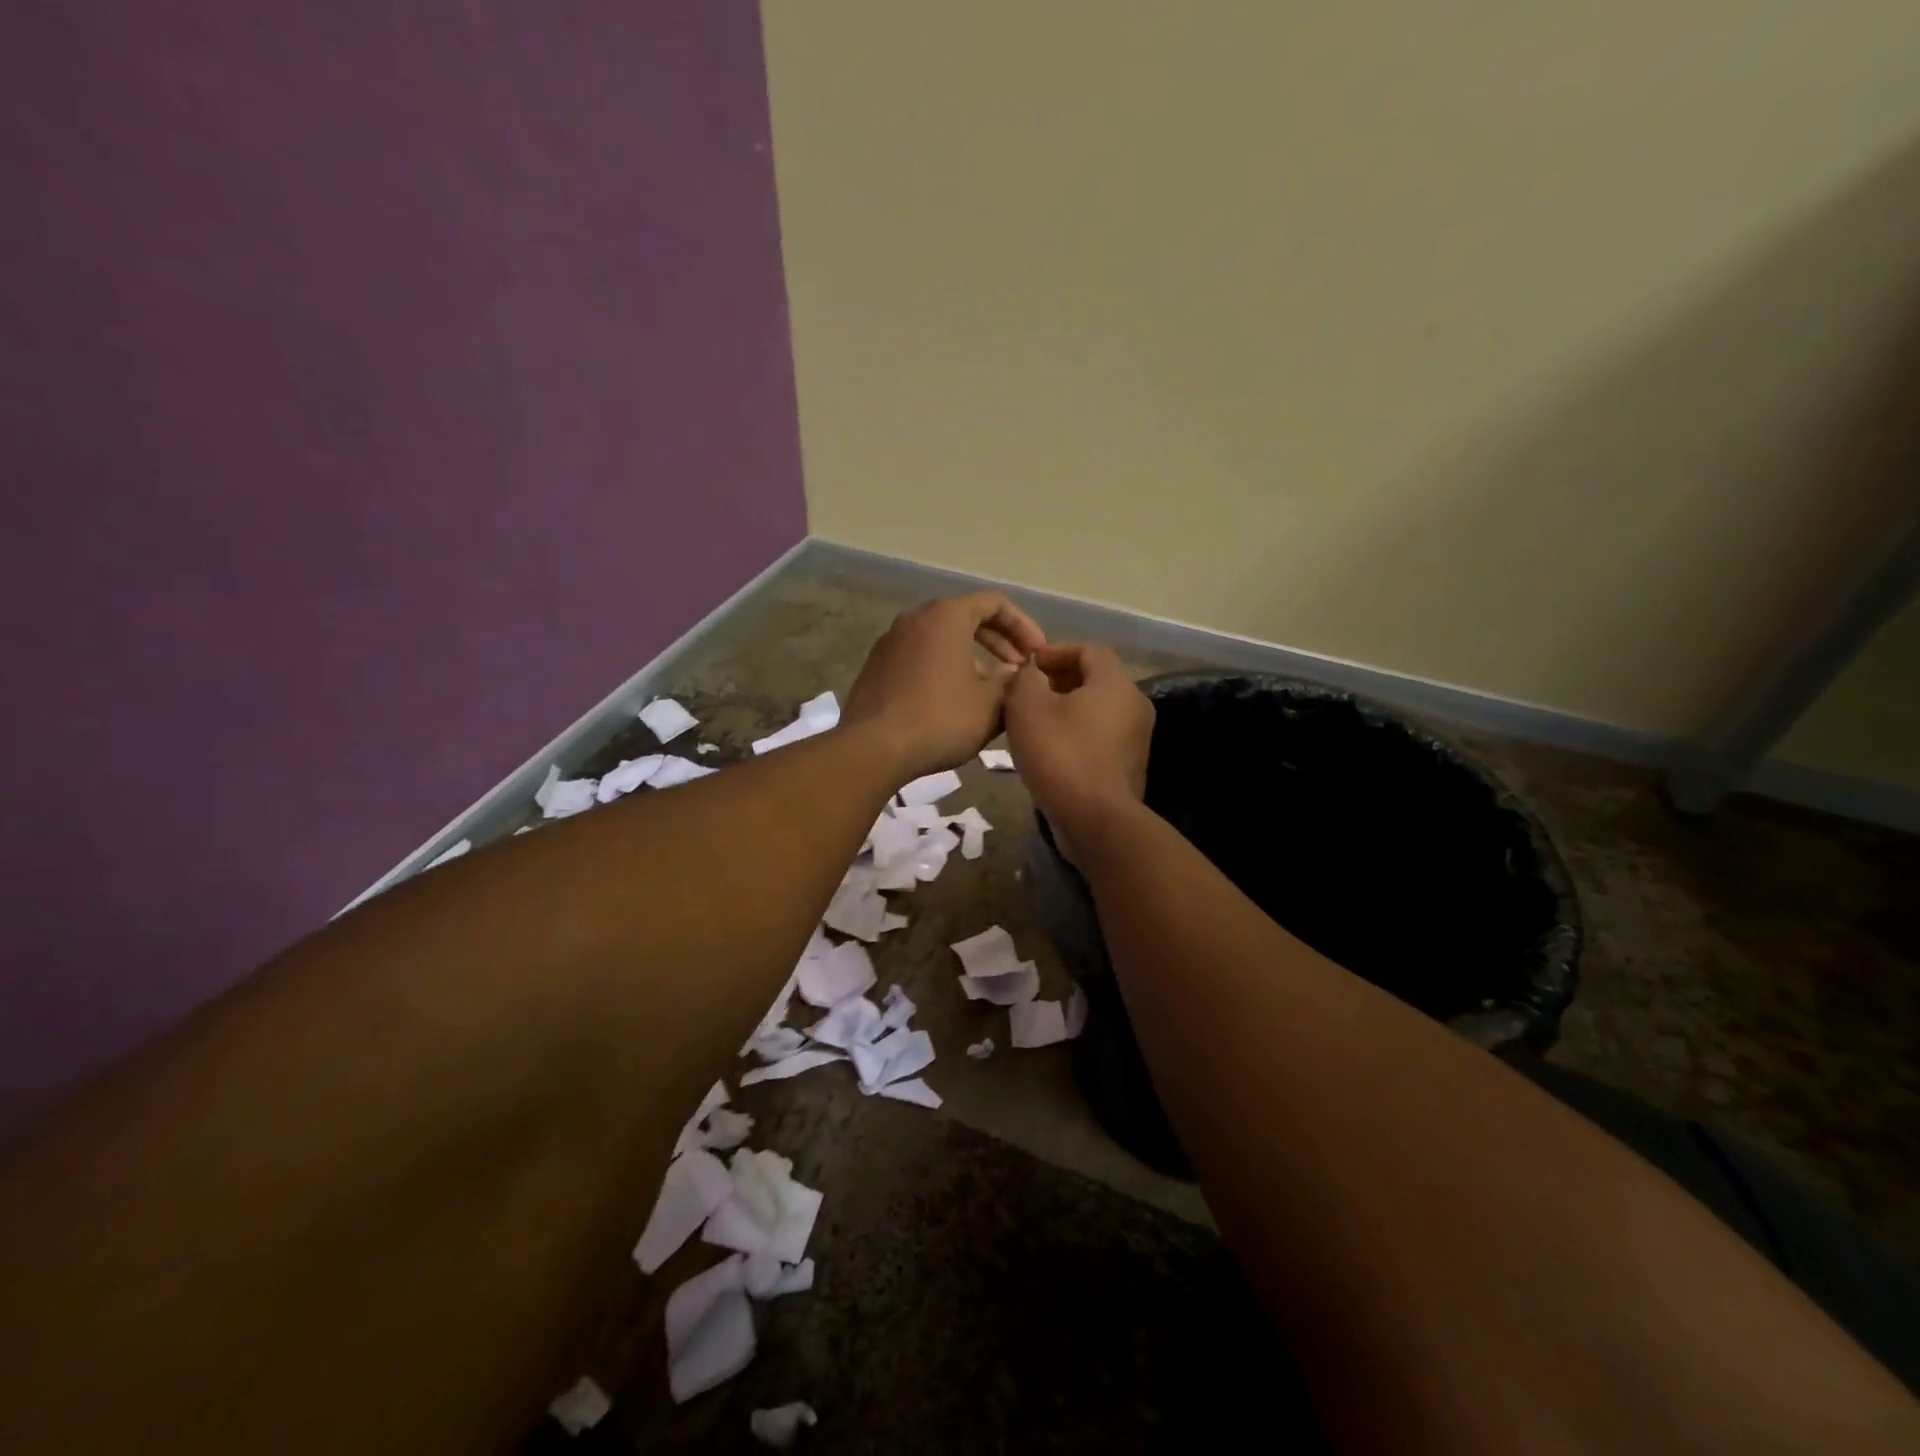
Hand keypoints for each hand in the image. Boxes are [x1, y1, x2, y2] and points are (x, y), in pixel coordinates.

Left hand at [843, 593, 1047, 783]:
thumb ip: (1012, 683)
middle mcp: (915, 618)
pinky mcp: (876, 667)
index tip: (1038, 655)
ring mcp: (890, 642)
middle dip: (999, 642)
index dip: (1024, 627)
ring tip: (990, 687)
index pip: (995, 603)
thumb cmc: (941, 719)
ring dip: (971, 656)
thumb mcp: (991, 704)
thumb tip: (1016, 675)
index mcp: (946, 616)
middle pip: (966, 617)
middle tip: (1019, 669)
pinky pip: (919, 656)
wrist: (874, 748)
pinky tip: (953, 700)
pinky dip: (943, 667)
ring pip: (941, 638)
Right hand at [1004, 644, 1153, 830]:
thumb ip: (1025, 678)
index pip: (1088, 650)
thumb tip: (1031, 671)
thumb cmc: (1060, 753)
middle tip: (1028, 694)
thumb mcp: (1027, 707)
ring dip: (1068, 709)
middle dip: (1060, 681)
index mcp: (1115, 682)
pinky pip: (1102, 736)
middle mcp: (1135, 704)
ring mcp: (1137, 737)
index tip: (1028, 667)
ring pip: (1099, 710)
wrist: (1095, 819)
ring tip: (1035, 722)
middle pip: (1096, 679)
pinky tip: (1052, 750)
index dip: (1055, 652)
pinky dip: (1078, 734)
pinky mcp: (1130, 765)